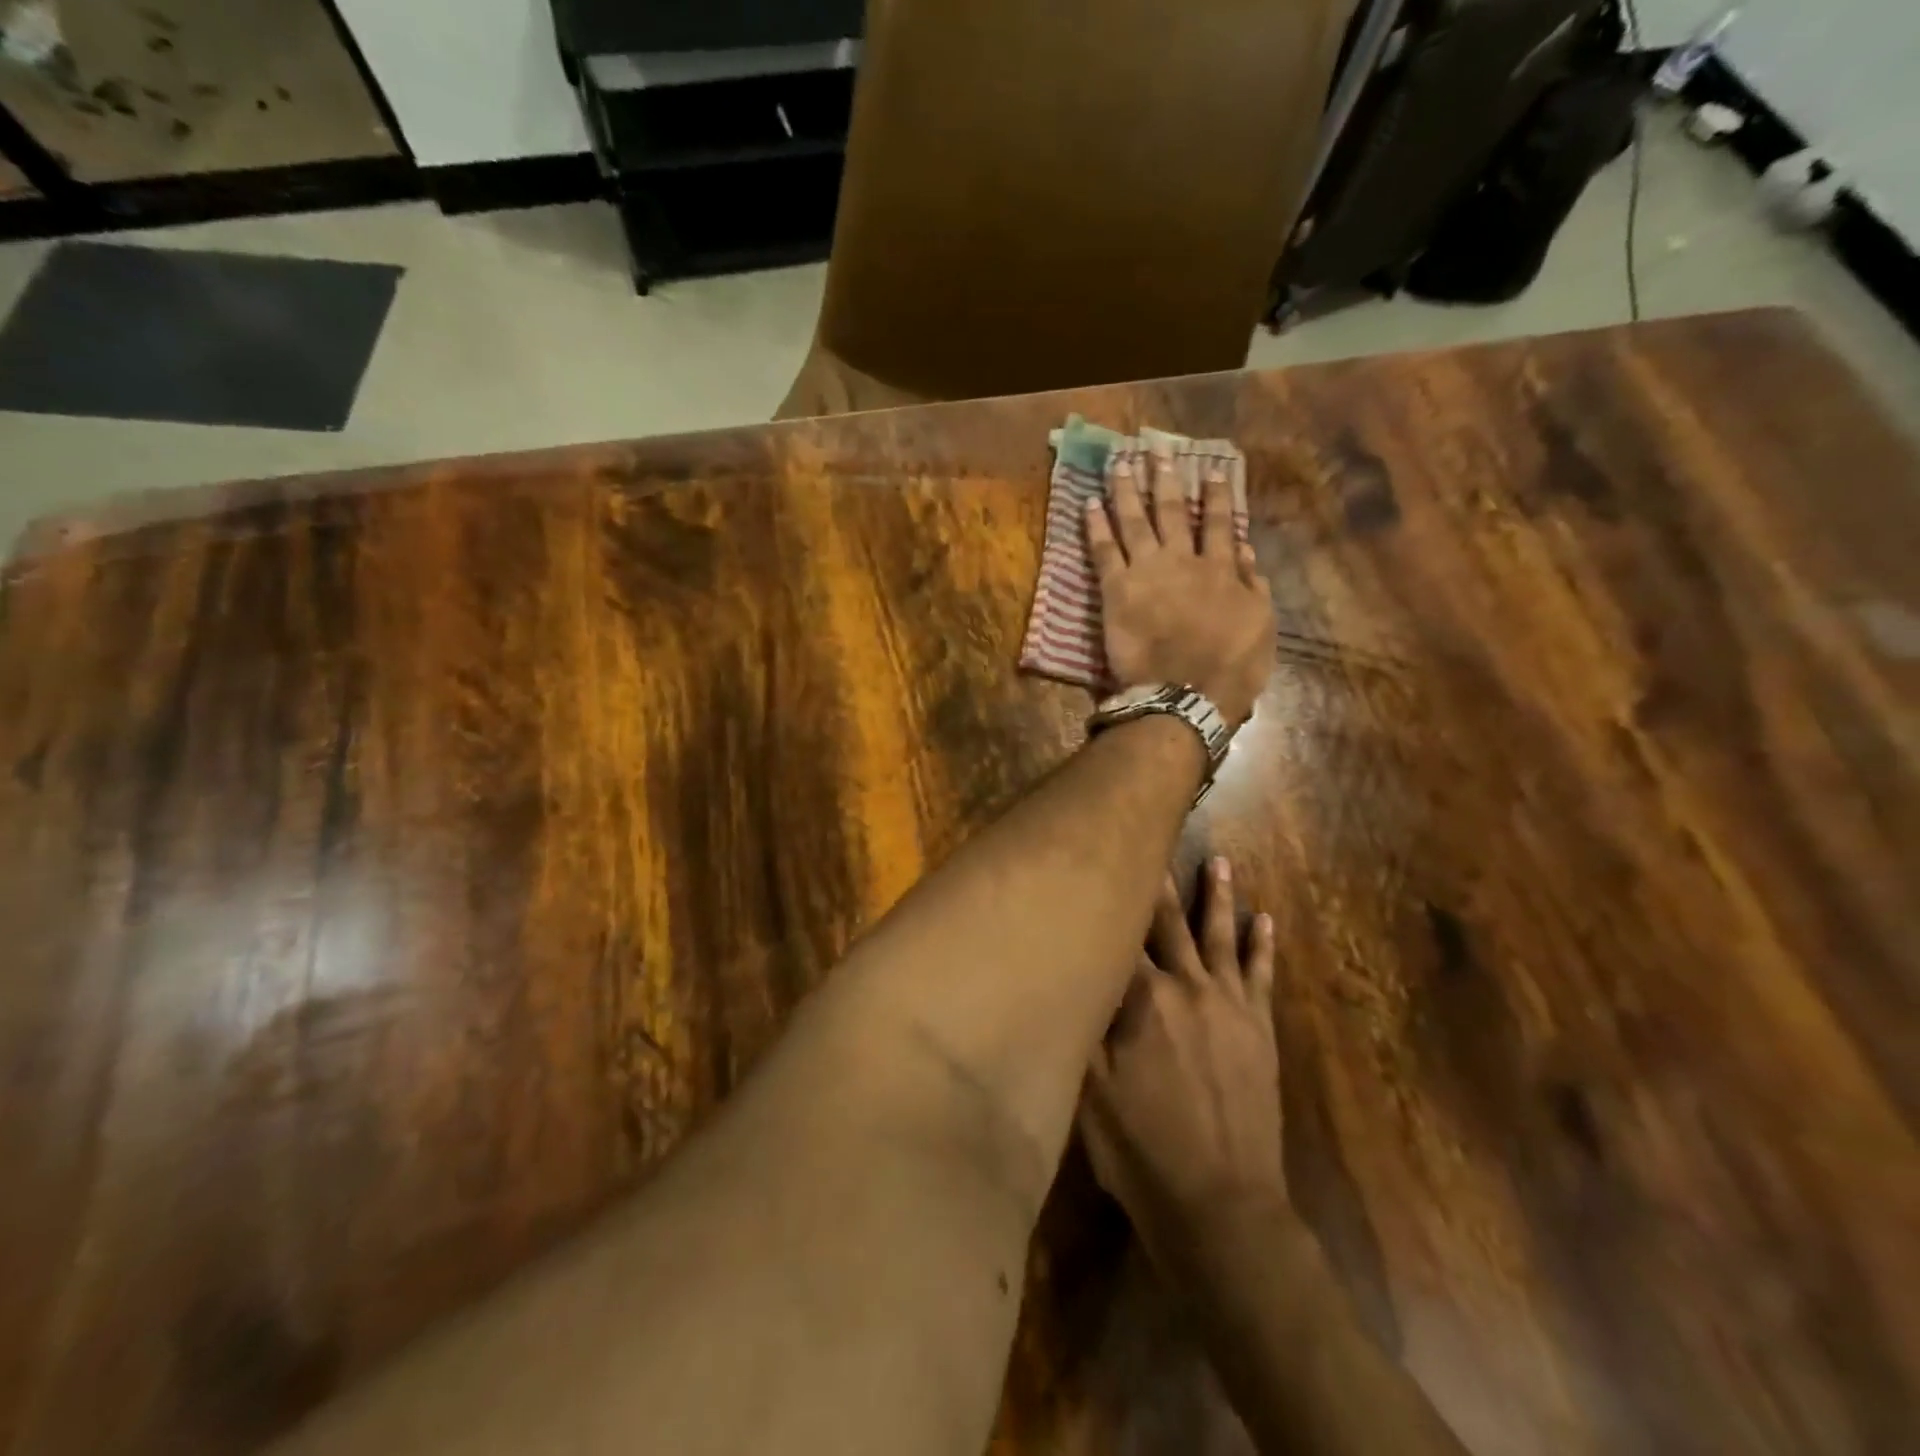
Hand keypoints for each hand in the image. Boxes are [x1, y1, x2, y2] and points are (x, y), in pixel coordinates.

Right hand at [1079, 859, 1286, 1271]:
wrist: (1222, 1206)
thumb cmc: (1142, 1149)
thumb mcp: (1088, 1090)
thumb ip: (1083, 1023)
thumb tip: (1072, 969)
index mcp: (1142, 999)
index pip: (1122, 933)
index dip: (1112, 895)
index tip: (1106, 855)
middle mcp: (1187, 987)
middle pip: (1170, 923)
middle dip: (1159, 881)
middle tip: (1156, 834)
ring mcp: (1229, 1006)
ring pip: (1220, 937)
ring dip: (1218, 897)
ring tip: (1220, 861)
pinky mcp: (1260, 1030)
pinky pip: (1262, 976)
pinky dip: (1262, 946)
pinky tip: (1265, 920)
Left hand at [1085, 444, 1274, 725]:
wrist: (1186, 695)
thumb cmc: (1230, 670)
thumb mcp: (1261, 628)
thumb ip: (1255, 588)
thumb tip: (1247, 554)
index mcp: (1222, 570)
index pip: (1220, 523)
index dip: (1216, 494)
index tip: (1211, 468)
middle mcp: (1184, 561)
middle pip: (1173, 511)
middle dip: (1165, 479)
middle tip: (1156, 451)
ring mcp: (1147, 572)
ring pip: (1136, 520)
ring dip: (1127, 489)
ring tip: (1119, 462)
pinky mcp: (1116, 590)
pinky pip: (1103, 550)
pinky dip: (1096, 525)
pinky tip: (1088, 502)